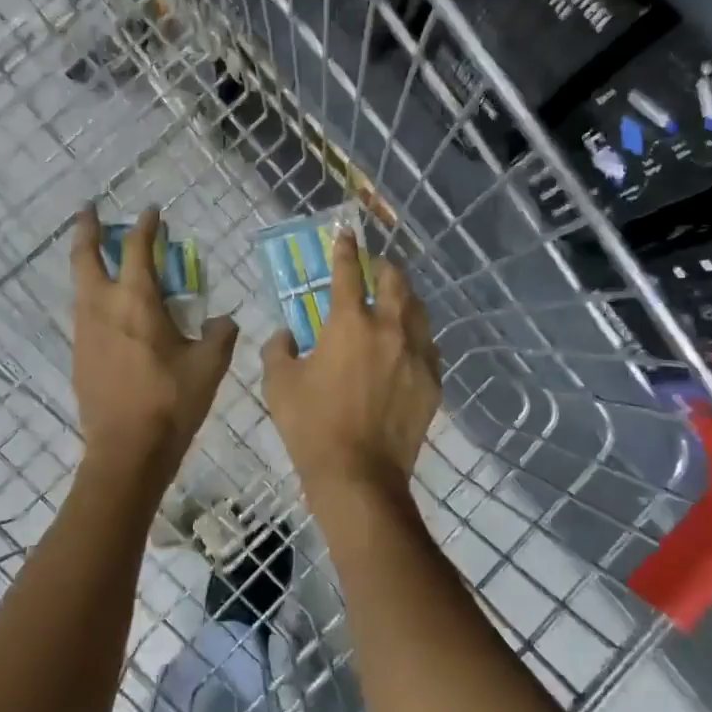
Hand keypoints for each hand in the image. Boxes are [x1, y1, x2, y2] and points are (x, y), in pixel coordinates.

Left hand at [71, 207, 236, 502]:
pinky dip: (92, 295)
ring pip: (80, 285)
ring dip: (88, 263)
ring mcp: (85, 332)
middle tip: (89, 211)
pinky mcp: (79, 355)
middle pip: (86, 257)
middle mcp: (103, 308)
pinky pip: (83, 312)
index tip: (153, 212)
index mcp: (137, 302)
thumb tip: (222, 321)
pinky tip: (108, 309)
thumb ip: (220, 335)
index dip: (147, 226)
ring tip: (100, 256)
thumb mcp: (209, 366)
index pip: (139, 250)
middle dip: (87, 229)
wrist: (126, 451)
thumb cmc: (171, 402)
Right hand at [262, 230, 441, 507]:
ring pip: (418, 310)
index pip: (348, 272)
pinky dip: (416, 335)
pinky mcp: (432, 381)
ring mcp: (416, 355)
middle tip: (374, 268)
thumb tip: (287, 335)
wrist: (359, 476)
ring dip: (405, 298)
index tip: (346, 234)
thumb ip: (279, 349)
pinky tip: (408, 344)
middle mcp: (389, 328)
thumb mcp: (279, 384)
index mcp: (349, 323)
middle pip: (395, 282)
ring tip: (395, 301)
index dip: (346, 249)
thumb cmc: (312, 426)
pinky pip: (428, 346)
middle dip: (384, 268)